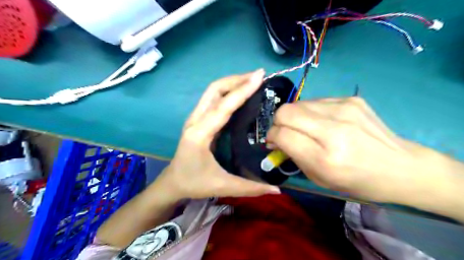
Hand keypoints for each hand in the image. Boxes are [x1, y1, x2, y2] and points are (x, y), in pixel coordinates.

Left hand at [156, 70, 278, 199]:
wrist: (173, 182)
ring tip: (252, 80)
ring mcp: (195, 118)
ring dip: (232, 82)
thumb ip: (250, 188)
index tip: (259, 77)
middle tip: (258, 76)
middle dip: (236, 79)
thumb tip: (278, 190)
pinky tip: (240, 93)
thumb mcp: (223, 186)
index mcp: (200, 134)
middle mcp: (195, 120)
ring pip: (212, 91)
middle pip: (214, 90)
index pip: (223, 106)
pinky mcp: (197, 119)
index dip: (242, 90)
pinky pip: (212, 98)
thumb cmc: (194, 183)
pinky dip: (227, 91)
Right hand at [266, 97, 446, 203]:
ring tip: (305, 128)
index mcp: (325, 157)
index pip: (282, 135)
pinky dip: (311, 112)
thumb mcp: (319, 178)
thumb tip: (276, 138)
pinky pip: (316, 101)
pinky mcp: (352, 99)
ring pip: (298, 103)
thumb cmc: (356, 180)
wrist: (400, 167)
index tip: (273, 141)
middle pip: (286, 112)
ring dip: (294, 116)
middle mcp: (334, 129)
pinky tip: (322, 122)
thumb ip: (293, 156)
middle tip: (283, 132)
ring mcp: (344, 109)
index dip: (271, 136)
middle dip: (277, 122)